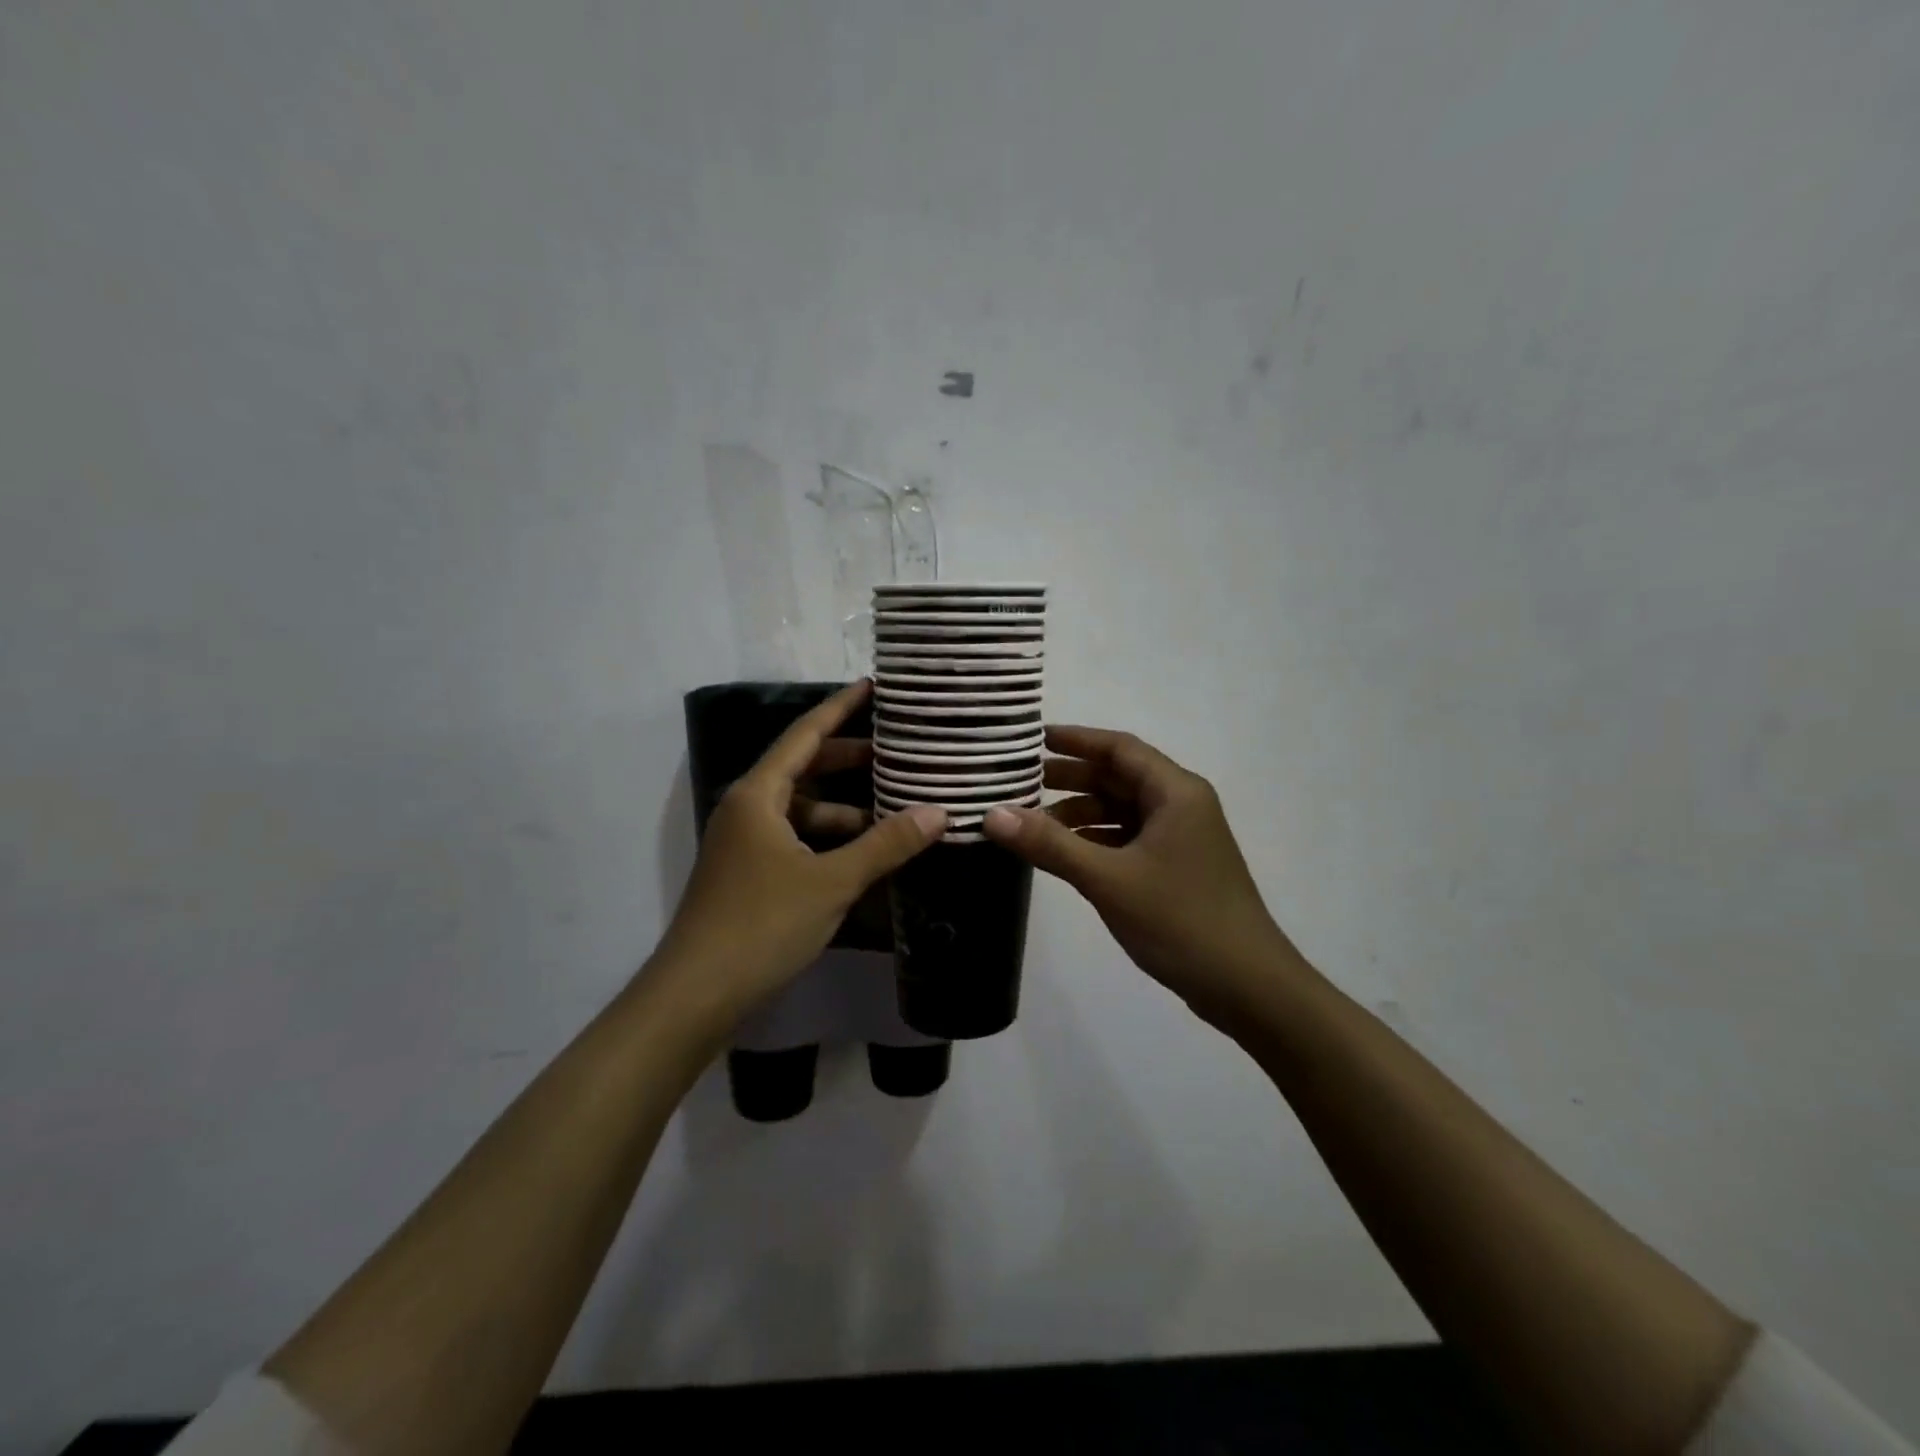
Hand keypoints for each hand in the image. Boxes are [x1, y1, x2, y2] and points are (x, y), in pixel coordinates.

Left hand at [652, 681, 945, 1026]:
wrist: (697, 993)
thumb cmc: (762, 924)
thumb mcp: (832, 880)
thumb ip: (886, 844)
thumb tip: (939, 812)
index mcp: (759, 795)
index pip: (805, 735)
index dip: (840, 708)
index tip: (873, 687)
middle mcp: (747, 809)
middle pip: (804, 769)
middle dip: (849, 760)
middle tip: (897, 753)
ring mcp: (746, 843)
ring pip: (802, 810)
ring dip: (845, 809)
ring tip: (894, 812)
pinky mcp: (749, 873)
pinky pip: (796, 839)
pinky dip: (829, 840)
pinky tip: (863, 854)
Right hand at [983, 725, 1297, 1026]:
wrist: (1248, 987)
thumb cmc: (1180, 920)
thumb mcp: (1108, 879)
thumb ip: (1050, 844)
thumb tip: (992, 814)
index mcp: (1175, 792)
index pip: (1119, 748)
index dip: (1075, 740)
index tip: (1033, 740)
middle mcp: (1181, 805)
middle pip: (1120, 778)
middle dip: (1072, 778)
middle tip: (1022, 783)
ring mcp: (1182, 839)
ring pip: (1123, 811)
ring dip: (1082, 814)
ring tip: (1033, 824)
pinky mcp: (1178, 868)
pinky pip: (1130, 839)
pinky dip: (1097, 841)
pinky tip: (1066, 855)